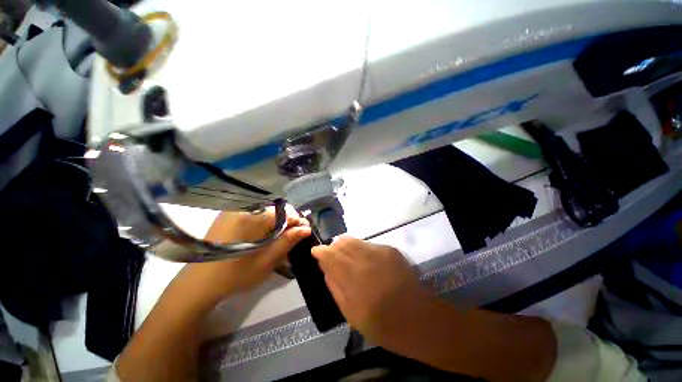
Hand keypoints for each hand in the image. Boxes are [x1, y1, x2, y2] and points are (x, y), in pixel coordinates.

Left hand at [176, 207, 310, 306]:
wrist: (197, 284)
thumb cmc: (234, 275)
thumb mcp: (266, 261)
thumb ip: (287, 241)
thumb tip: (306, 228)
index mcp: (253, 217)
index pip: (286, 213)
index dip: (297, 223)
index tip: (304, 233)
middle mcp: (244, 208)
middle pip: (276, 210)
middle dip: (287, 223)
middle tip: (291, 239)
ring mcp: (234, 210)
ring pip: (266, 212)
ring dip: (276, 224)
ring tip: (278, 239)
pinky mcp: (228, 215)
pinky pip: (254, 214)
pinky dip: (264, 223)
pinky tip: (263, 236)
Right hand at [311, 236, 436, 345]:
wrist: (419, 318)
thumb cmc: (382, 323)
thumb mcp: (350, 313)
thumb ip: (335, 286)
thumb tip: (326, 268)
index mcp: (353, 276)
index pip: (329, 254)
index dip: (320, 251)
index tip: (316, 253)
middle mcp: (365, 257)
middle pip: (341, 242)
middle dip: (333, 247)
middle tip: (332, 258)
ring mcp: (379, 250)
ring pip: (354, 239)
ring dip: (346, 246)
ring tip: (347, 258)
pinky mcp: (390, 249)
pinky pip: (368, 244)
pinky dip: (360, 249)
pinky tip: (366, 263)